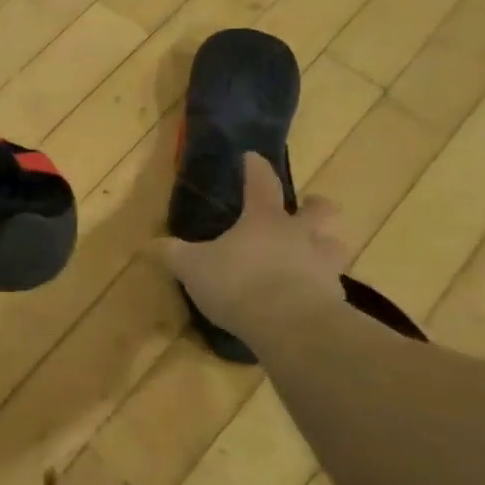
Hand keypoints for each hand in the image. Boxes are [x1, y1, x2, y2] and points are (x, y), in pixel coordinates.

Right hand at [162, 154, 347, 338]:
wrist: (292, 327)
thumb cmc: (239, 283)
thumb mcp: (193, 268)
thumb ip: (173, 254)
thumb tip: (149, 244)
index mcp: (264, 219)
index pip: (261, 182)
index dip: (256, 168)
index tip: (252, 157)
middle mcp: (300, 235)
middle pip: (321, 210)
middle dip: (315, 206)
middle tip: (308, 208)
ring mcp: (323, 266)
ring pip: (336, 246)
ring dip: (327, 246)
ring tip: (314, 255)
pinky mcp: (335, 299)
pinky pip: (332, 286)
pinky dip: (323, 287)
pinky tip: (310, 297)